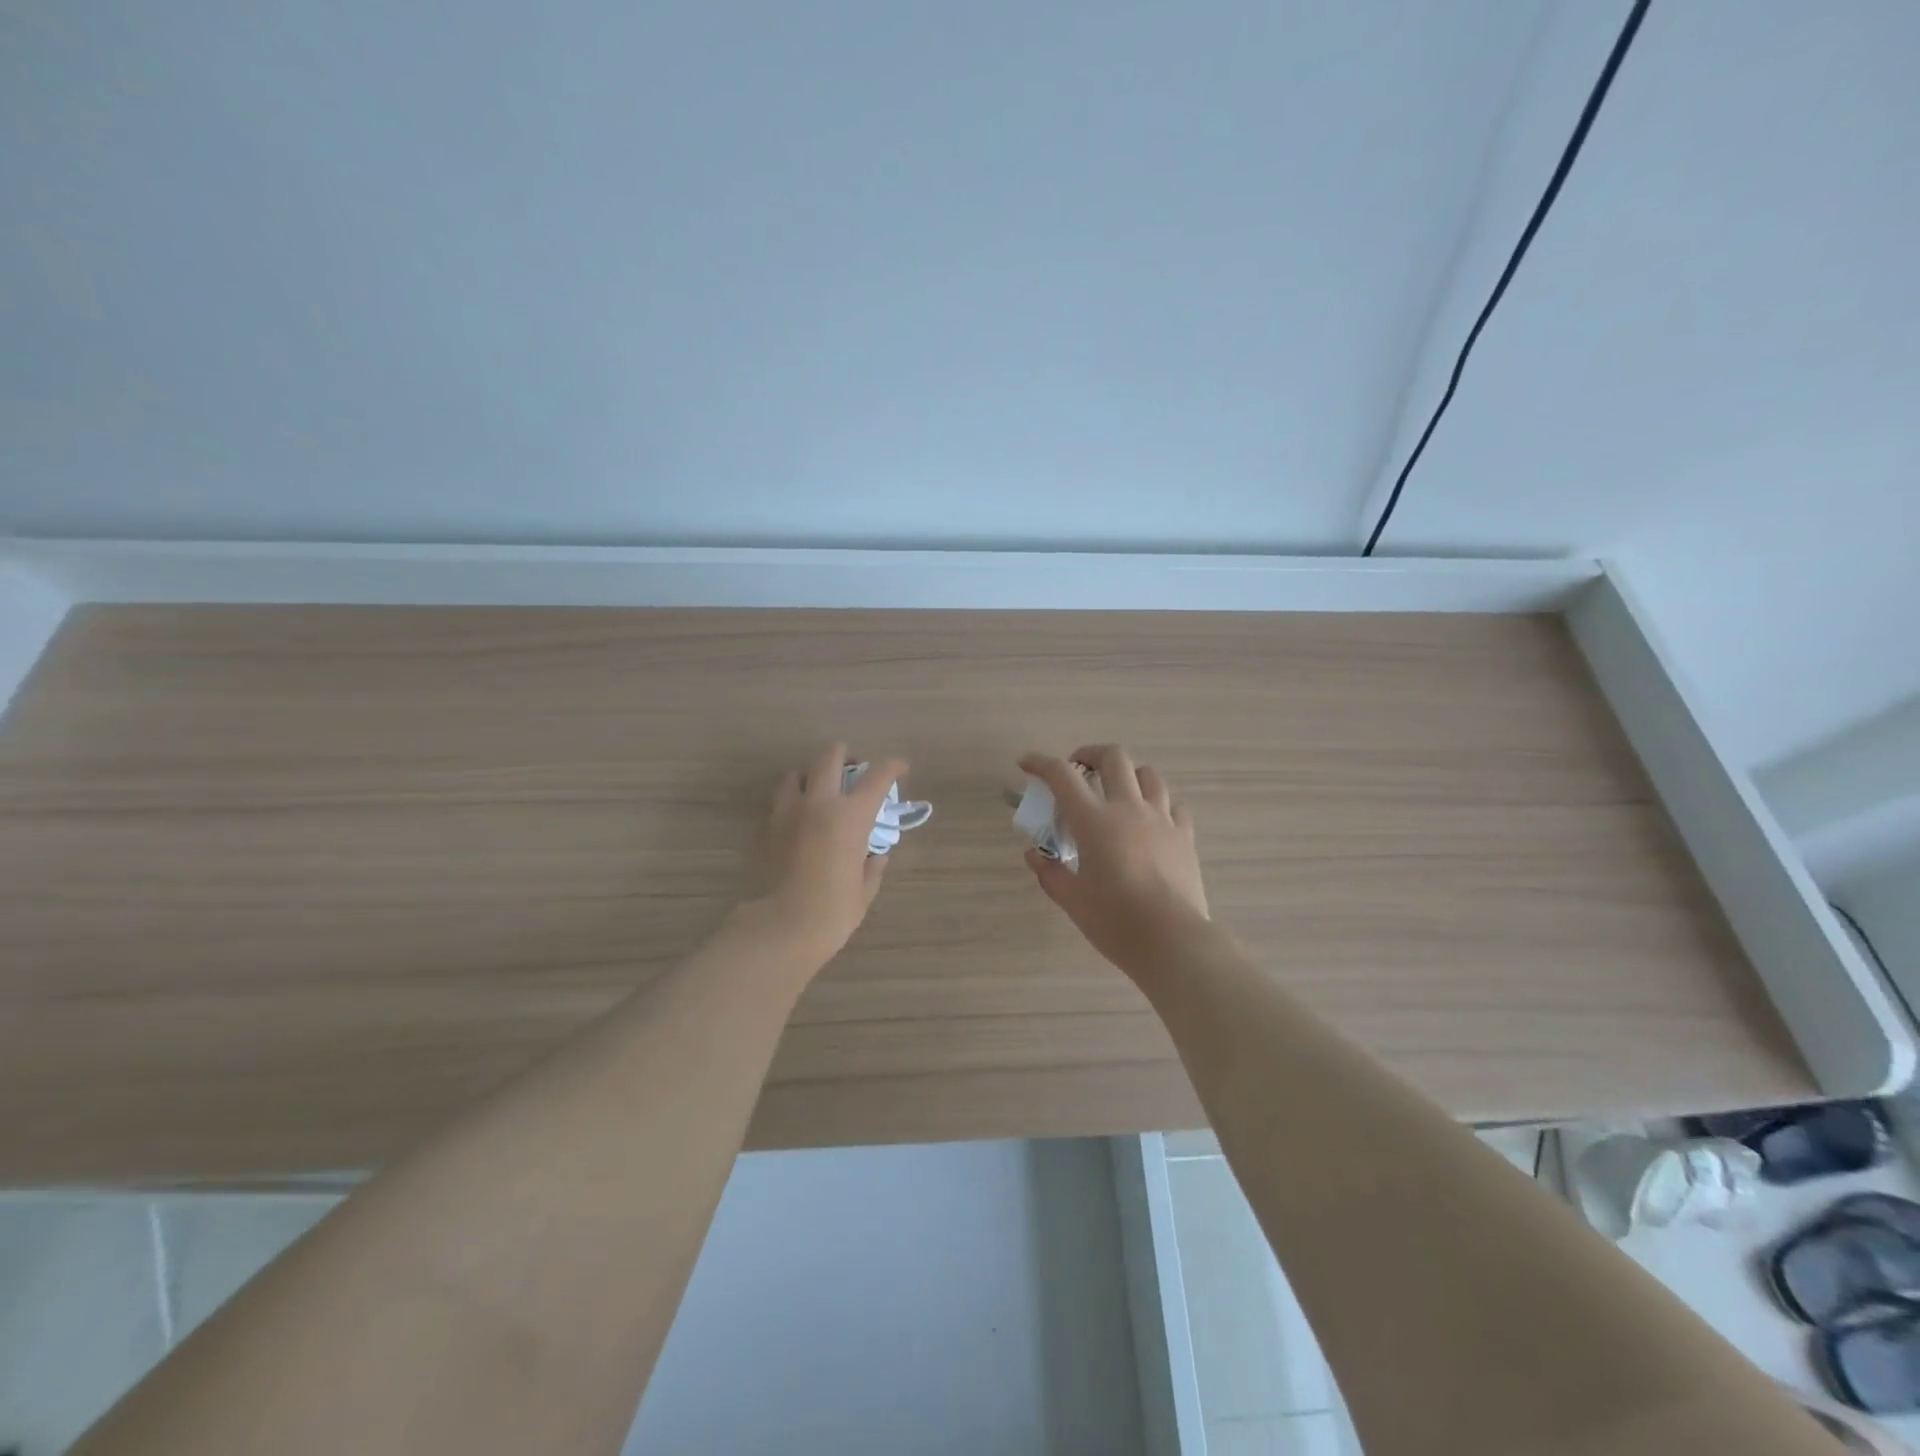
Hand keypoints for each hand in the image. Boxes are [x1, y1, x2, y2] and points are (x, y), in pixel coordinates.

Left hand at [751, 743, 908, 971]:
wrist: (780, 928)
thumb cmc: (832, 912)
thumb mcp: (864, 891)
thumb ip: (872, 867)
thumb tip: (876, 856)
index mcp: (851, 816)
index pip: (877, 776)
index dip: (893, 766)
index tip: (901, 768)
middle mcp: (819, 803)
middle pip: (830, 757)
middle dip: (845, 756)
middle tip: (854, 770)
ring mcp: (789, 812)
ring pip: (796, 772)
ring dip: (811, 775)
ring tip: (820, 791)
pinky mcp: (768, 827)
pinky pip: (780, 799)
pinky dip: (792, 798)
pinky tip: (801, 817)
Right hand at [1018, 745, 1210, 982]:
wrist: (1172, 941)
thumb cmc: (1115, 921)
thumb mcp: (1072, 900)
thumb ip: (1050, 872)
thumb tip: (1034, 855)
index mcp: (1094, 821)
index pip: (1062, 776)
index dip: (1040, 763)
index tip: (1026, 764)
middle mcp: (1128, 809)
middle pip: (1113, 757)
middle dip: (1090, 754)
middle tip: (1078, 771)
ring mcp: (1161, 819)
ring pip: (1148, 774)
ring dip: (1127, 774)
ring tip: (1116, 792)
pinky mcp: (1184, 835)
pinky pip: (1172, 804)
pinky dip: (1157, 803)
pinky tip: (1150, 820)